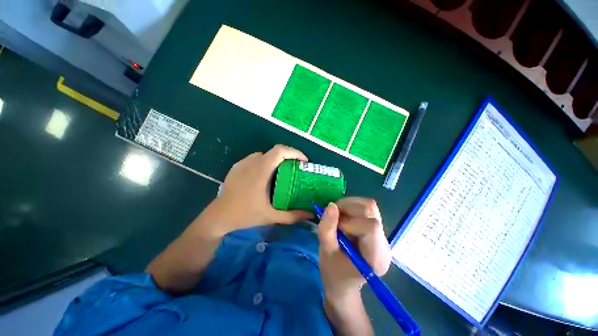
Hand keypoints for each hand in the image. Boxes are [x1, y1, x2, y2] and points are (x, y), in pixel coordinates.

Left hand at [212, 145, 313, 234]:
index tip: (304, 161)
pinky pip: (256, 159)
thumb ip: (292, 216)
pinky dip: (266, 162)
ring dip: (277, 160)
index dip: (294, 152)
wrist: (218, 216)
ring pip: (265, 154)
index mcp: (260, 171)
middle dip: (289, 157)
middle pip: (275, 151)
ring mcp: (243, 163)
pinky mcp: (237, 166)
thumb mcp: (271, 216)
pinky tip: (266, 176)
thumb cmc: (245, 215)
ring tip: (282, 172)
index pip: (280, 151)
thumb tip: (310, 214)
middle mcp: (252, 163)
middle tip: (296, 169)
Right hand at [318, 198, 390, 303]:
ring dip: (348, 205)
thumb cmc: (334, 273)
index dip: (350, 222)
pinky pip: (366, 207)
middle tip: (332, 217)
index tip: (335, 228)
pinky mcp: (376, 228)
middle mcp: (384, 242)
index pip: (371, 227)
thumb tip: (331, 205)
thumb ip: (327, 229)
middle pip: (370, 210)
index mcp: (376, 256)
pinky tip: (343, 216)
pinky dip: (350, 206)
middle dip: (346, 208)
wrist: (343, 282)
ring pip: (368, 205)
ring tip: (337, 216)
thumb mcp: (326, 253)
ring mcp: (381, 234)